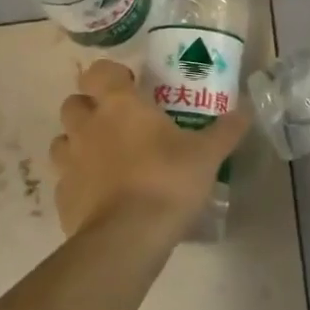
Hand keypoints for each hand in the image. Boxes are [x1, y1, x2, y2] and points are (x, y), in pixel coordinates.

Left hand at [49, 60, 248, 239]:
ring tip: (108, 158)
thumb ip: (226, 130)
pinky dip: (80, 182)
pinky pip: (66, 180)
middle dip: (91, 107)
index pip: (98, 71)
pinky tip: (103, 195)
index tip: (131, 86)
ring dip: (79, 143)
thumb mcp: (207, 155)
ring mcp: (69, 163)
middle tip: (120, 122)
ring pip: (63, 141)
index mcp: (118, 106)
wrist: (127, 238)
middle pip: (74, 103)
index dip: (110, 74)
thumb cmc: (167, 181)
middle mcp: (87, 127)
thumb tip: (246, 109)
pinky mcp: (63, 197)